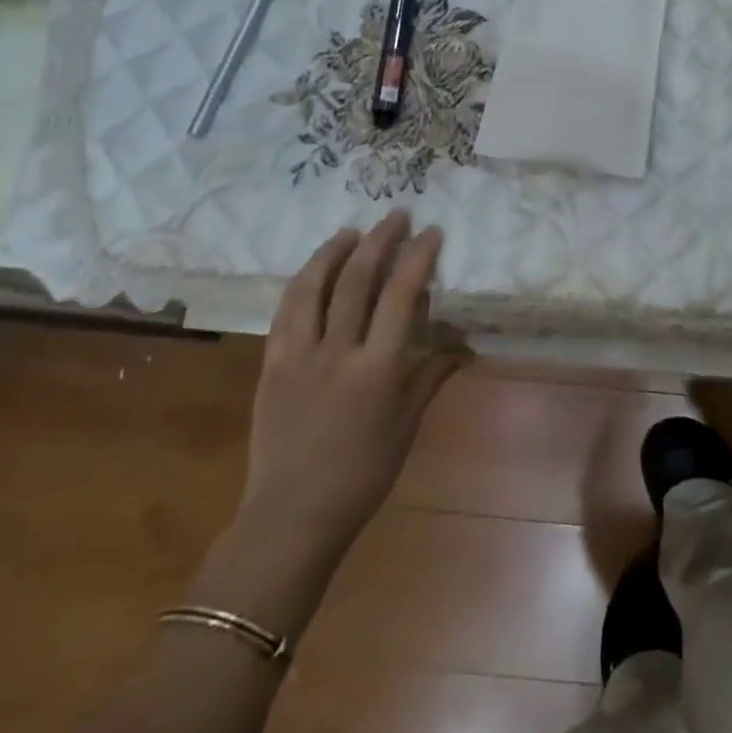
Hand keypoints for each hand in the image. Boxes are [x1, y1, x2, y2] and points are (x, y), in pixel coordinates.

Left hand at [240, 215, 460, 555]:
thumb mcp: (407, 426)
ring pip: (313, 288)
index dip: (417, 258)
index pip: (401, 296)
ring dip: (333, 252)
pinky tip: (313, 271)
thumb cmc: (362, 475)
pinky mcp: (271, 366)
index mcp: (377, 369)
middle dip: (379, 241)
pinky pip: (285, 313)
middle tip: (395, 215)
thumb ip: (431, 377)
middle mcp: (336, 353)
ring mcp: (298, 357)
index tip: (430, 232)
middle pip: (357, 281)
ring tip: (350, 231)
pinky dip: (302, 283)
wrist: (290, 517)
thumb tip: (460, 346)